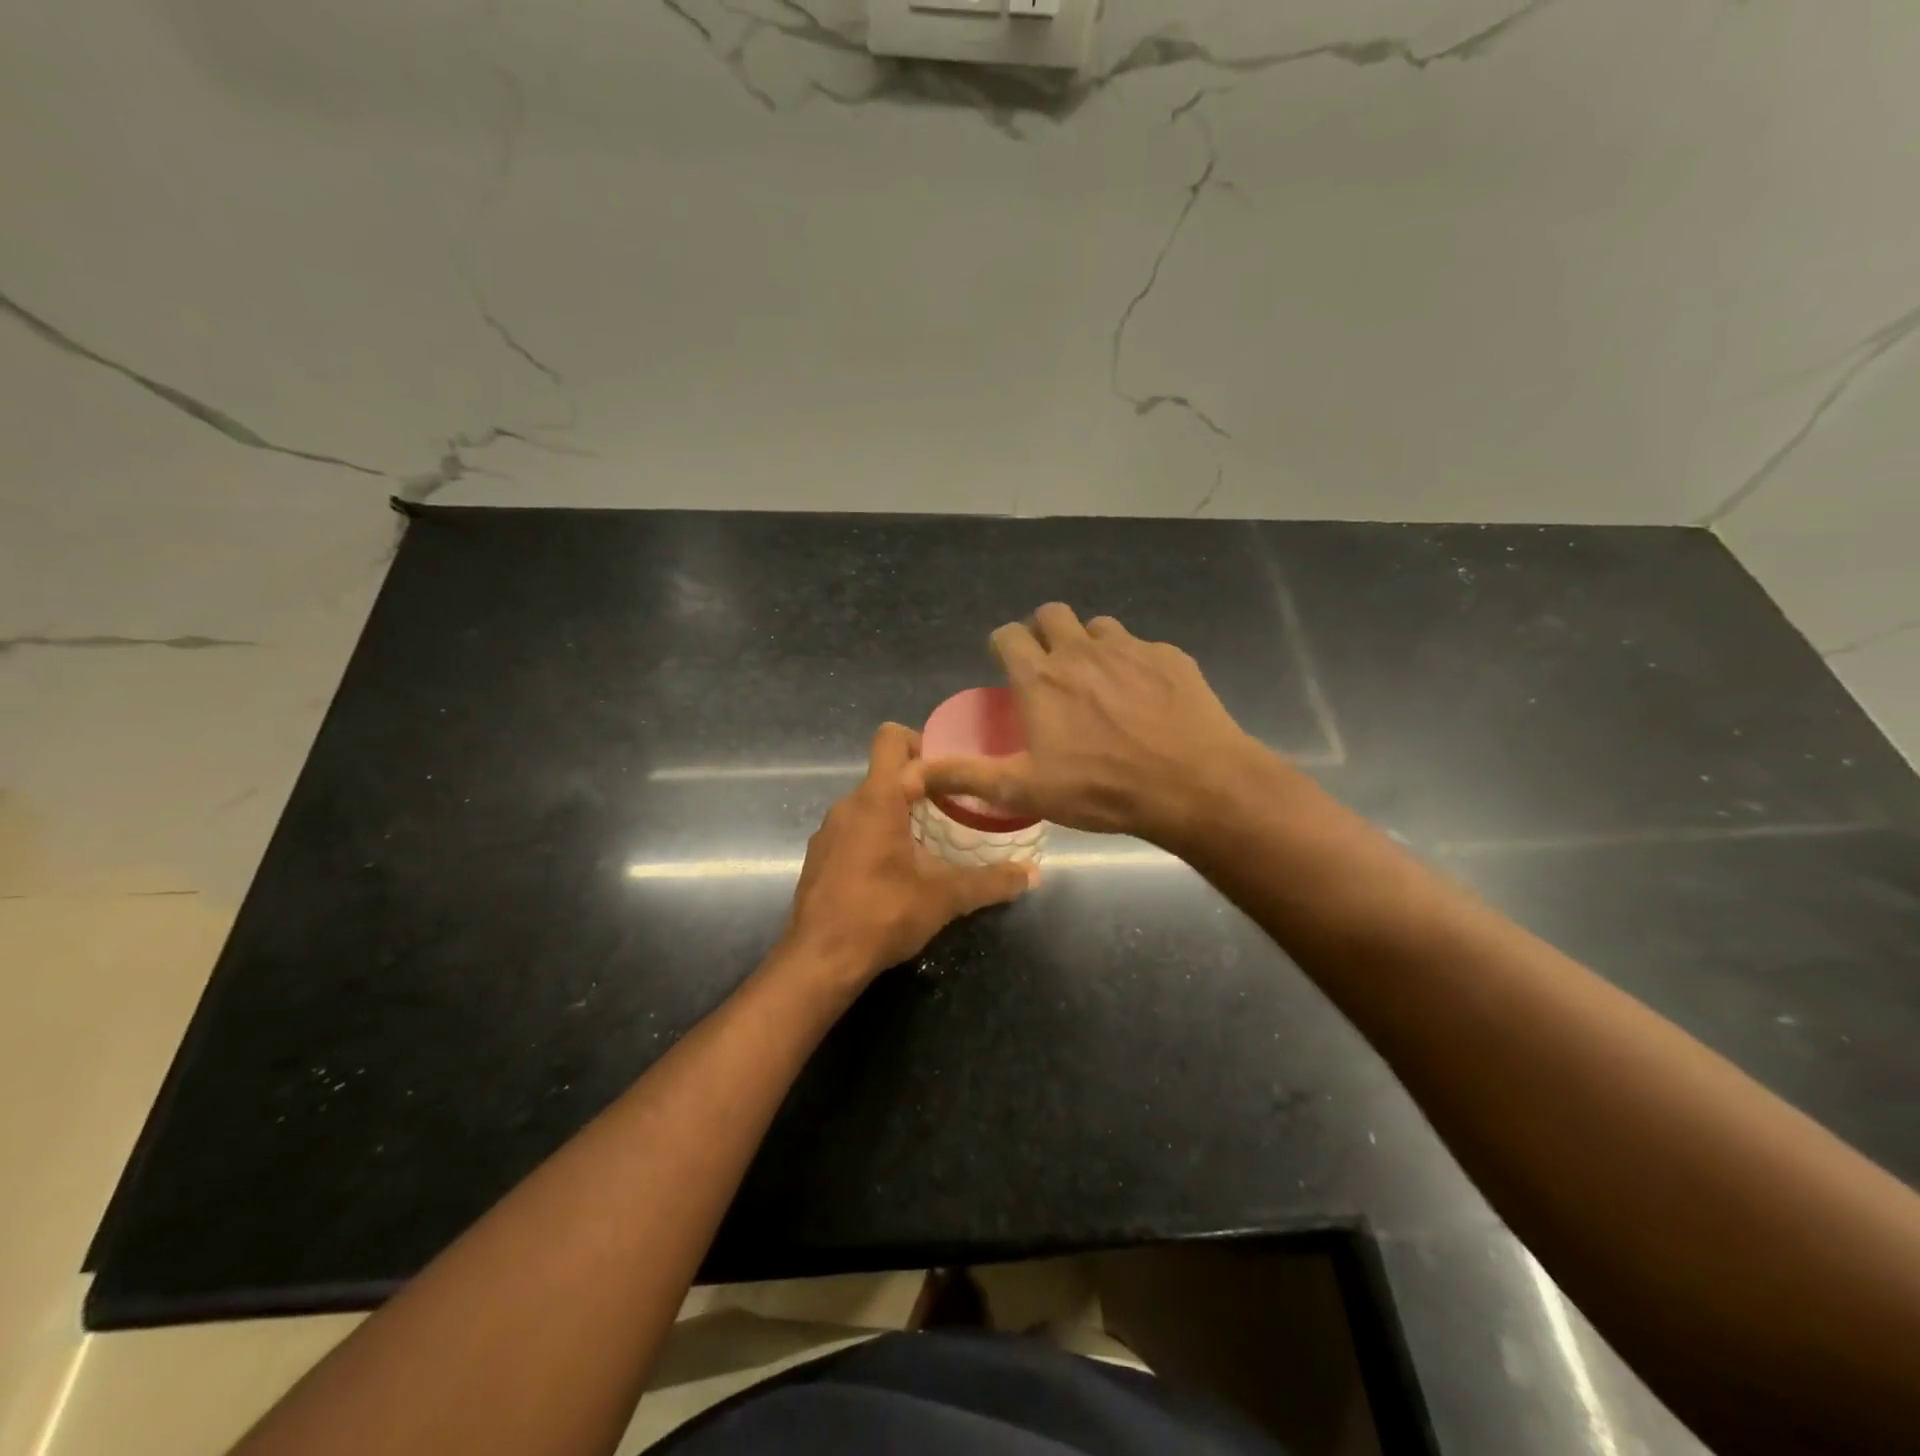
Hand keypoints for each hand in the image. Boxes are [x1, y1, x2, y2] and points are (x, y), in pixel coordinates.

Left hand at [782, 723, 1034, 985]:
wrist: (820, 960)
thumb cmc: (883, 914)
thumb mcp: (945, 897)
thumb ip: (991, 881)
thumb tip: (1033, 874)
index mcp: (877, 799)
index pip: (893, 740)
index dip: (926, 745)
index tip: (956, 774)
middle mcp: (847, 805)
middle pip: (885, 772)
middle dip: (919, 785)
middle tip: (953, 809)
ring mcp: (828, 831)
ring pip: (869, 803)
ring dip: (899, 813)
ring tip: (930, 842)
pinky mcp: (819, 856)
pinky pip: (853, 829)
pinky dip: (877, 836)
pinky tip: (896, 870)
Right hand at [912, 604, 1269, 847]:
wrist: (1193, 785)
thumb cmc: (1100, 788)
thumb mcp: (1025, 790)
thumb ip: (967, 775)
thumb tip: (911, 772)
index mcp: (1040, 676)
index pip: (1007, 636)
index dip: (1002, 647)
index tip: (1007, 666)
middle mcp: (1080, 649)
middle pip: (1051, 614)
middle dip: (1044, 633)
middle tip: (1051, 671)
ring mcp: (1129, 648)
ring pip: (1098, 627)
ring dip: (1090, 646)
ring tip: (1098, 684)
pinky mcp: (1169, 656)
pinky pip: (1142, 647)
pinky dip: (1133, 663)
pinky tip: (1145, 699)